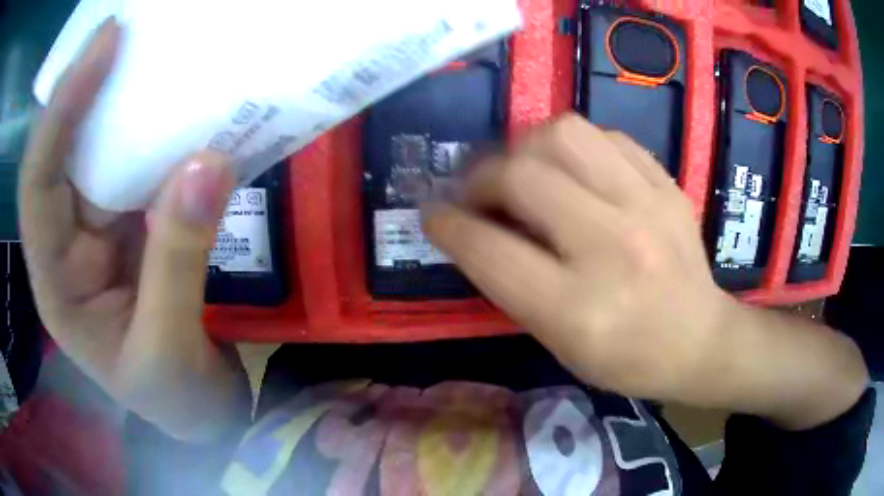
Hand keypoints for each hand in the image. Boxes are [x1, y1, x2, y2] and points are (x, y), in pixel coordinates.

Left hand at [18, 18, 246, 440]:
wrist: (201, 412)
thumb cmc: (176, 400)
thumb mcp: (168, 350)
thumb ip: (178, 263)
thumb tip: (207, 163)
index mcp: (56, 285)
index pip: (38, 184)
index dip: (61, 111)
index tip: (105, 46)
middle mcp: (67, 248)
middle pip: (62, 153)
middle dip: (86, 88)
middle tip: (127, 32)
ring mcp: (100, 233)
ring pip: (99, 153)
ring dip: (122, 104)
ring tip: (151, 53)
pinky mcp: (133, 226)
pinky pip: (137, 167)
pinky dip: (155, 133)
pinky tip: (175, 107)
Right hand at [422, 114, 867, 428]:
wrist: (700, 339)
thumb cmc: (625, 358)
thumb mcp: (558, 342)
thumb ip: (511, 283)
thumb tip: (472, 226)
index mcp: (578, 309)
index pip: (491, 251)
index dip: (449, 226)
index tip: (434, 215)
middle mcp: (614, 248)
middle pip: (523, 175)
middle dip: (481, 177)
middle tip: (478, 192)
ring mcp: (648, 206)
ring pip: (563, 134)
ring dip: (525, 147)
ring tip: (523, 170)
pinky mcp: (666, 184)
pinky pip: (605, 136)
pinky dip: (573, 147)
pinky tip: (572, 170)